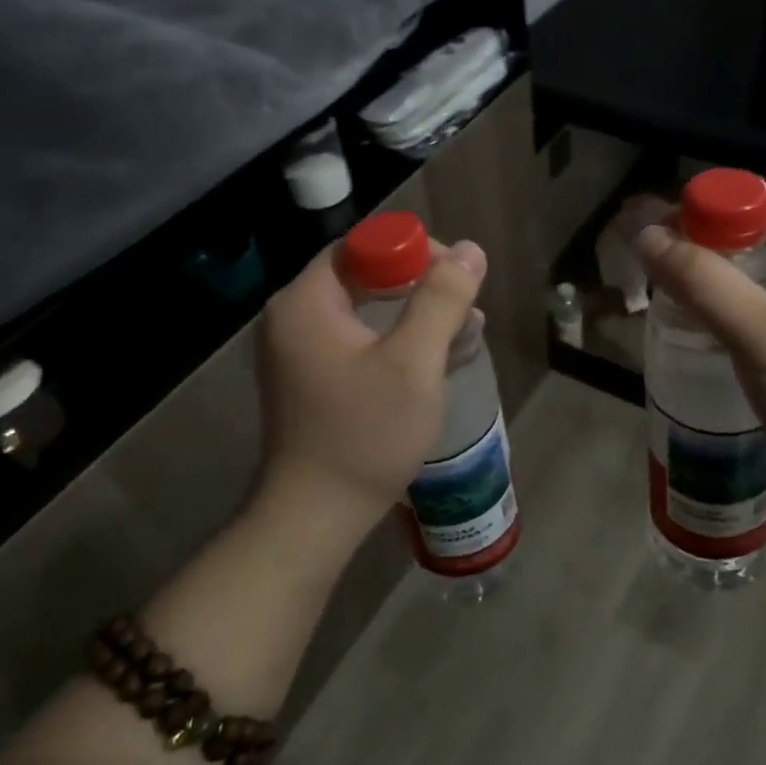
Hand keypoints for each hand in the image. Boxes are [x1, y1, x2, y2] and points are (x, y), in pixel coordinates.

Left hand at [255, 238, 487, 528]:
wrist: (314, 518)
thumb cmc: (364, 434)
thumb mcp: (413, 362)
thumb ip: (442, 299)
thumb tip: (471, 250)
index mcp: (306, 302)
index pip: (362, 245)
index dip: (412, 249)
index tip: (455, 274)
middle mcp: (294, 318)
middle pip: (364, 275)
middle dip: (420, 284)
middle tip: (464, 304)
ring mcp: (299, 351)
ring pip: (365, 310)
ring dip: (415, 314)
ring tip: (464, 332)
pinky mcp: (312, 379)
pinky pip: (359, 340)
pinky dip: (397, 341)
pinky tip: (437, 358)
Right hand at [633, 196, 765, 506]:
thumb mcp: (758, 333)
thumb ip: (698, 278)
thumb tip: (642, 232)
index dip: (711, 213)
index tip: (657, 230)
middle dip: (716, 248)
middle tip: (661, 260)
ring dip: (727, 277)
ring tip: (676, 287)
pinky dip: (747, 304)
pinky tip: (712, 317)